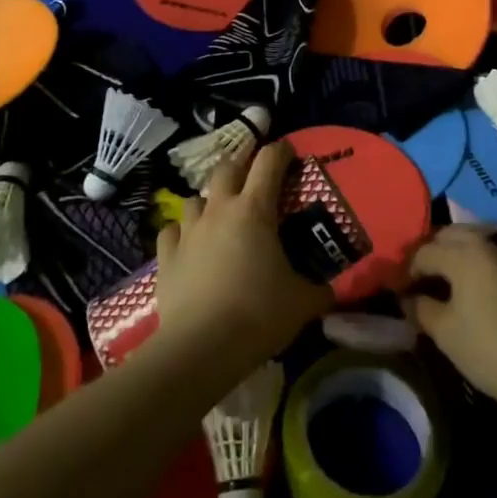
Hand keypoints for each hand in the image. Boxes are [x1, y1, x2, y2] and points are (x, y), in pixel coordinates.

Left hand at [153, 141, 330, 371]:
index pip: (269, 161)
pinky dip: (182, 232)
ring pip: (195, 198)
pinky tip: (189, 243)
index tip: (289, 151)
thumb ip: (319, 290)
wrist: (201, 347)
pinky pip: (172, 230)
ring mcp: (188, 231)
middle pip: (227, 168)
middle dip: (242, 166)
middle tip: (254, 179)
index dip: (281, 151)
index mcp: (255, 210)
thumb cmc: (258, 314)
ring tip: (220, 215)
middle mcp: (219, 210)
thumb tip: (330, 291)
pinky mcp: (166, 256)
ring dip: (210, 200)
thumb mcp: (302, 302)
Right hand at [401, 227, 496, 414]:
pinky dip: (473, 266)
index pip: (424, 251)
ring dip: (453, 256)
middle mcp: (486, 245)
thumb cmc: (488, 348)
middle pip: (449, 236)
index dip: (406, 271)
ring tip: (441, 283)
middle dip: (430, 252)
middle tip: (418, 279)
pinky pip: (489, 259)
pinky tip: (469, 290)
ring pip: (472, 243)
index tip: (397, 291)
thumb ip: (421, 307)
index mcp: (463, 253)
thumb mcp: (444, 332)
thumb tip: (409, 298)